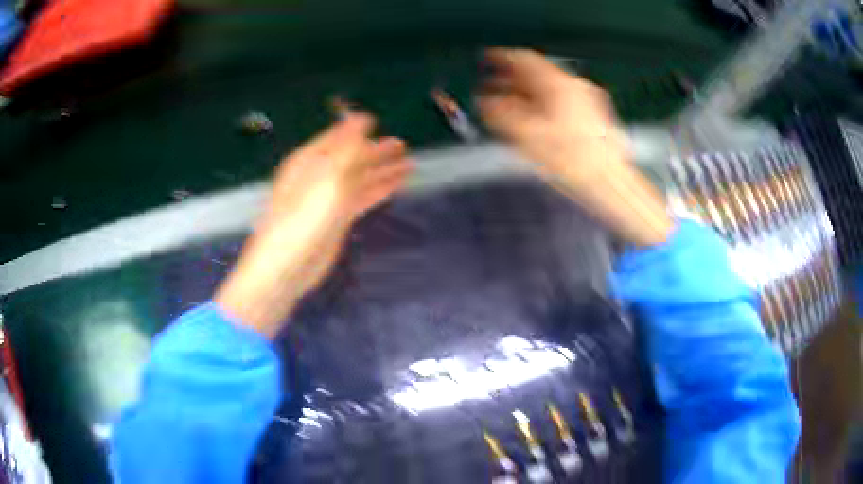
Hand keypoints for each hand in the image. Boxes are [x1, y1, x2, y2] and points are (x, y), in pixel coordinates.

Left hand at [215, 114, 411, 337]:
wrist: (287, 267)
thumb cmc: (303, 219)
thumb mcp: (327, 178)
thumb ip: (348, 148)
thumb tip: (363, 118)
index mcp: (309, 160)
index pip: (336, 137)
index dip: (356, 129)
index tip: (376, 119)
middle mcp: (318, 175)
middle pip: (352, 158)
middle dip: (376, 151)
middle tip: (402, 145)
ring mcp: (327, 198)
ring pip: (360, 178)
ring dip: (382, 170)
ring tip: (407, 164)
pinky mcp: (336, 219)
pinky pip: (362, 197)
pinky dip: (378, 190)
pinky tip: (394, 186)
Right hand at [478, 48, 672, 245]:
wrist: (609, 182)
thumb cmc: (574, 161)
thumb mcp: (527, 136)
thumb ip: (500, 113)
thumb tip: (485, 101)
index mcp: (558, 85)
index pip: (524, 59)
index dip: (501, 58)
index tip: (489, 59)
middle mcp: (575, 86)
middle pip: (537, 74)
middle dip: (512, 80)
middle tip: (495, 88)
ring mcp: (588, 100)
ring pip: (551, 89)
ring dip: (528, 94)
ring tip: (512, 107)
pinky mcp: (595, 115)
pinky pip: (563, 101)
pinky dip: (545, 105)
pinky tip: (537, 121)